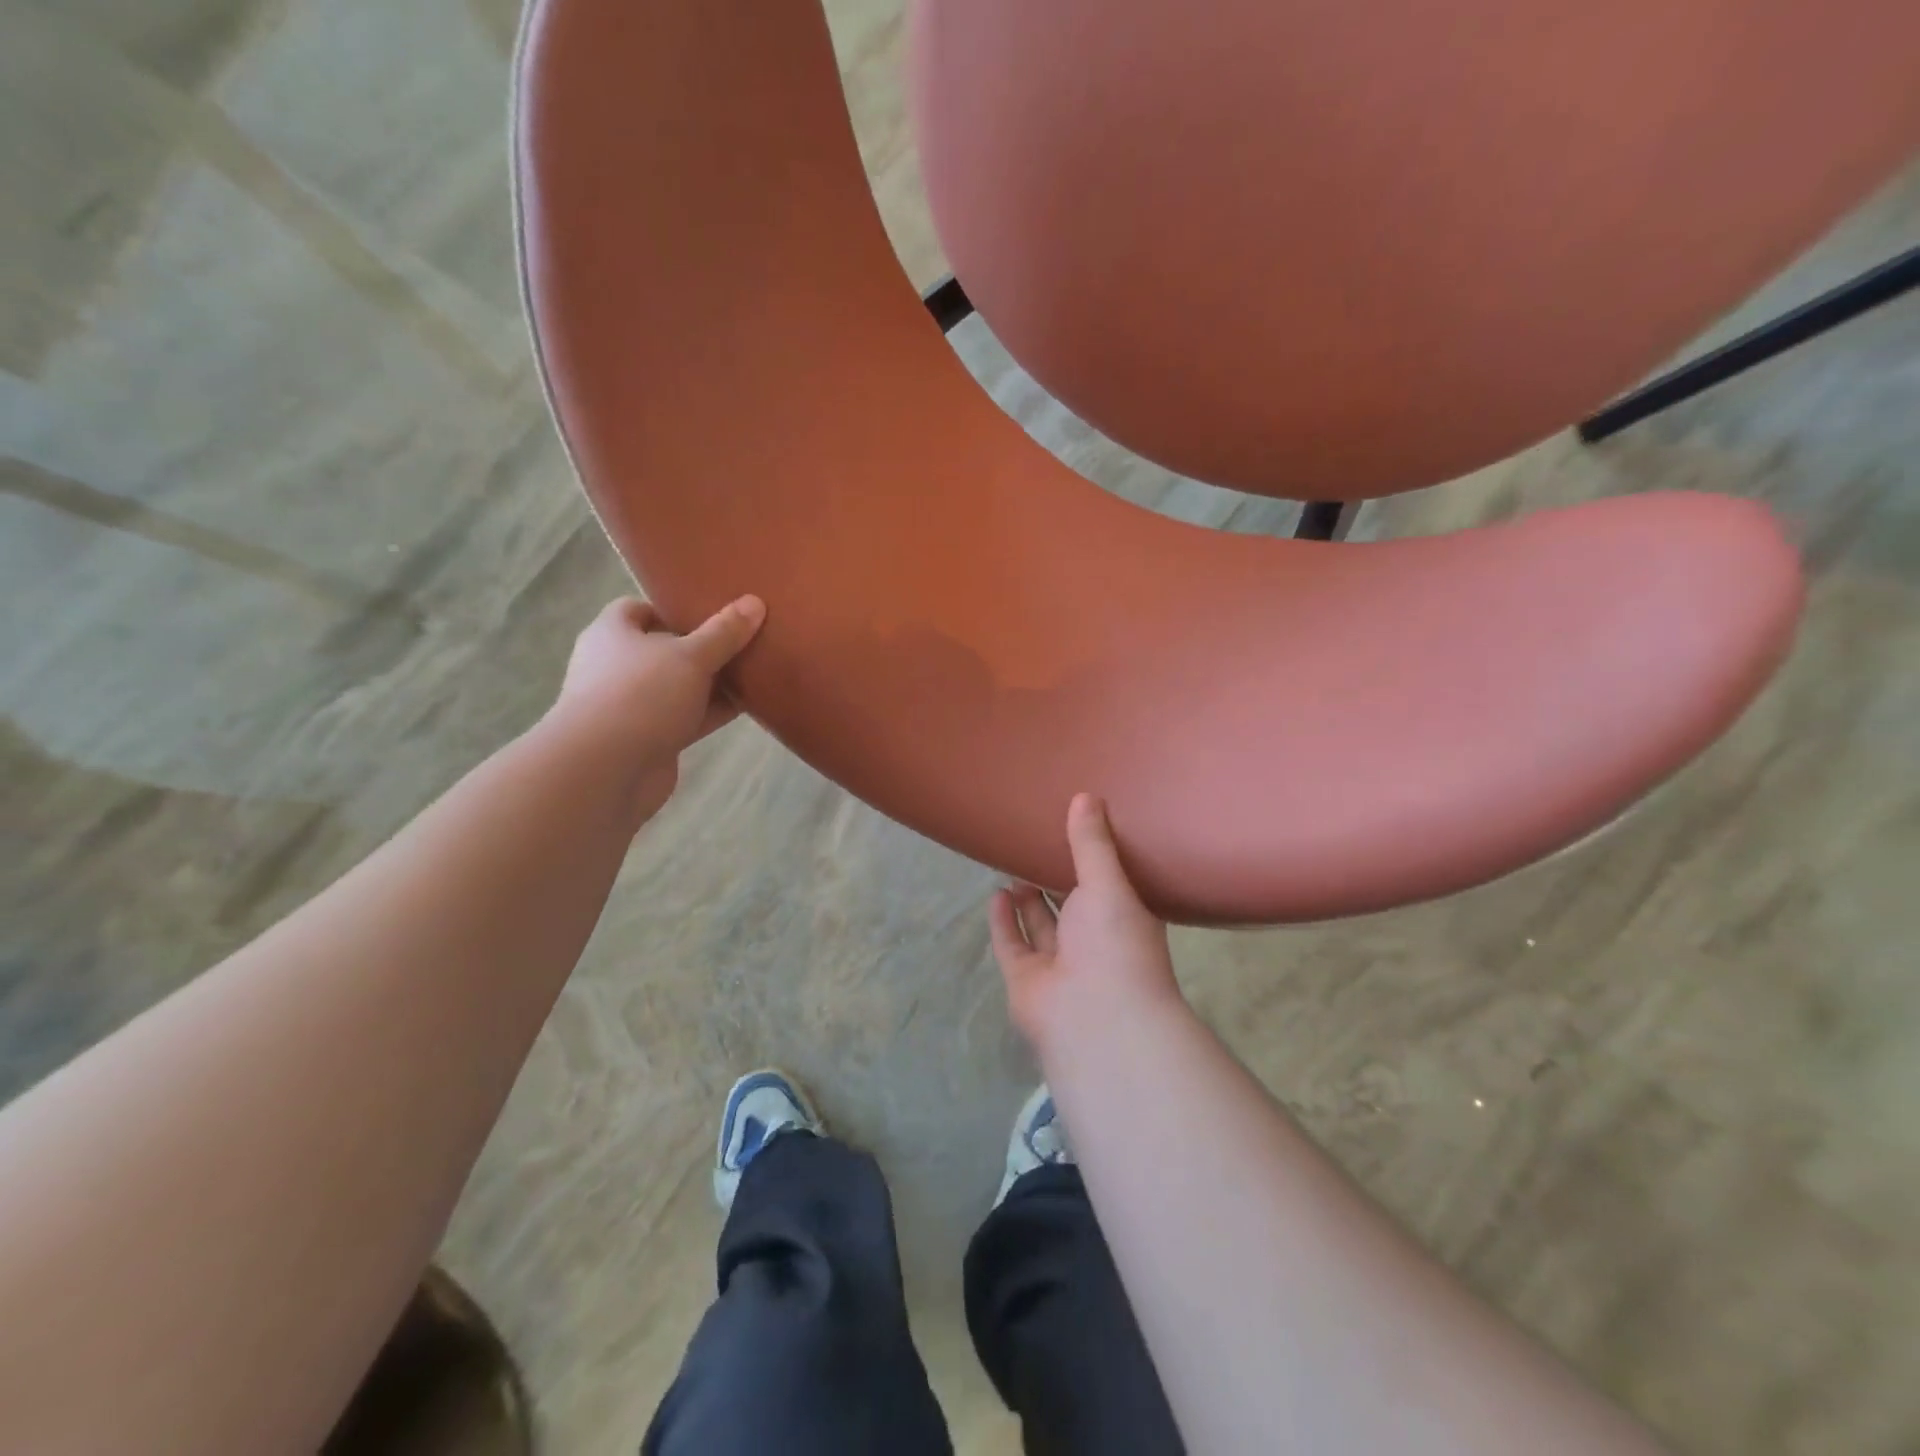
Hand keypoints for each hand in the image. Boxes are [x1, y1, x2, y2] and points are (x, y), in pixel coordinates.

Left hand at [546, 594, 765, 819]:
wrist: (605, 771)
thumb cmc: (640, 695)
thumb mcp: (690, 656)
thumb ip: (724, 632)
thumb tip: (754, 602)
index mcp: (612, 634)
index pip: (637, 609)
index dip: (671, 608)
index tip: (709, 610)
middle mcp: (617, 667)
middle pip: (664, 649)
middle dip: (702, 647)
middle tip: (743, 638)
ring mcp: (632, 706)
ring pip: (679, 687)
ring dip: (712, 683)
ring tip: (756, 670)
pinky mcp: (650, 739)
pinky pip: (687, 718)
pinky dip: (713, 712)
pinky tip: (749, 706)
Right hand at [987, 793, 1182, 1057]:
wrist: (1096, 1019)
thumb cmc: (1115, 944)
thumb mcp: (1108, 883)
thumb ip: (1092, 842)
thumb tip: (1085, 795)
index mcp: (1123, 920)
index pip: (1109, 886)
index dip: (1094, 860)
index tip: (1077, 830)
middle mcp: (1093, 943)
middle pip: (1071, 905)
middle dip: (1055, 877)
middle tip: (1036, 841)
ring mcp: (1059, 965)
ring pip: (1041, 925)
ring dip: (1028, 897)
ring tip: (1013, 861)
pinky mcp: (1027, 980)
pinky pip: (1013, 945)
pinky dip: (1004, 922)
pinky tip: (997, 893)